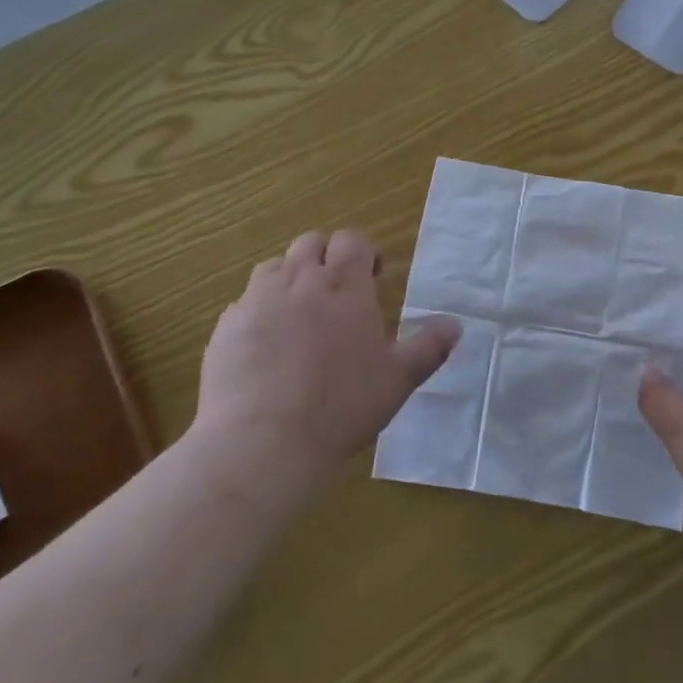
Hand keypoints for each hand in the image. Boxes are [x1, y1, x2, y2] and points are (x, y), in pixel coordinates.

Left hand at [191, 229, 459, 489]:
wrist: (262, 442)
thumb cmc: (341, 406)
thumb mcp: (398, 380)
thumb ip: (429, 348)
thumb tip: (456, 325)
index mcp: (344, 285)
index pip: (352, 240)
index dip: (364, 252)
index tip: (373, 278)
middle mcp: (299, 280)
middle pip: (311, 243)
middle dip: (326, 258)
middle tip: (337, 294)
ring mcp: (257, 300)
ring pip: (274, 267)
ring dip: (290, 279)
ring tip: (300, 316)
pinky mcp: (226, 326)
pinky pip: (245, 303)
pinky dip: (260, 312)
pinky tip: (267, 348)